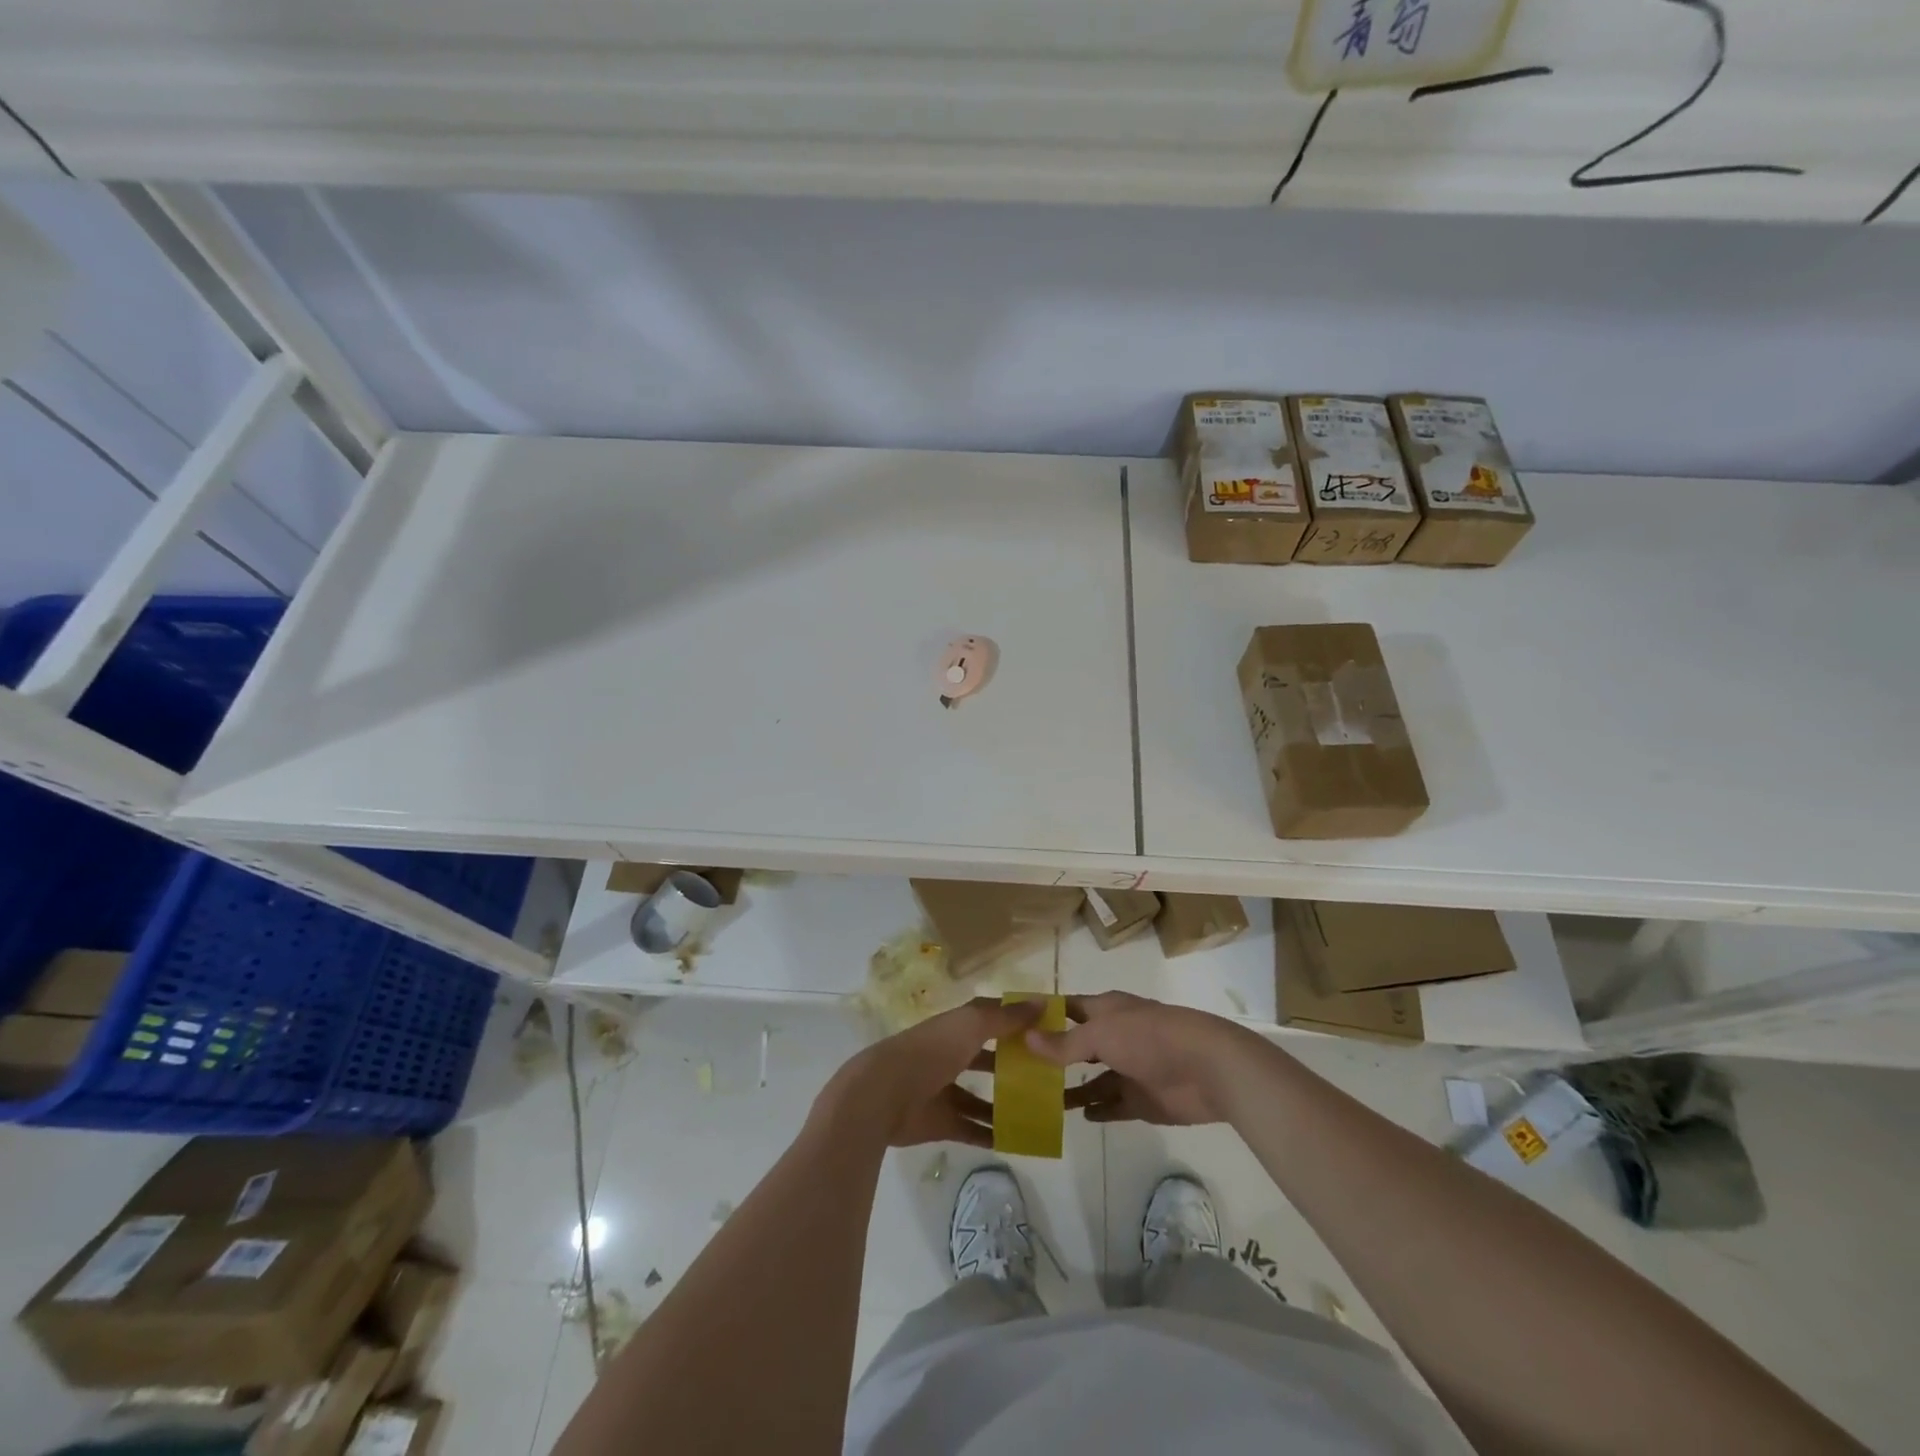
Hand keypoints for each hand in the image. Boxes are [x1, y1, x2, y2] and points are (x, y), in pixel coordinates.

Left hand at [812, 998, 1043, 1148]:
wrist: (882, 1096)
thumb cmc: (929, 1052)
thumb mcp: (971, 1026)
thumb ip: (1005, 1017)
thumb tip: (1042, 1003)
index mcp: (955, 1027)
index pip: (990, 1019)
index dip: (1016, 1021)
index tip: (1048, 1029)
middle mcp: (950, 1055)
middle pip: (988, 1059)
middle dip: (1015, 1065)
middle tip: (1050, 1076)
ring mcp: (944, 1090)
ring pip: (981, 1097)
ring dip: (1006, 1104)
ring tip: (1041, 1112)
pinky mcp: (941, 1122)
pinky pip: (972, 1129)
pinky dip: (992, 1134)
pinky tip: (1019, 1141)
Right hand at [1030, 992, 1266, 1126]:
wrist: (1208, 1069)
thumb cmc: (1150, 1038)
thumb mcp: (1102, 1035)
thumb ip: (1065, 1043)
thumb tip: (1027, 1039)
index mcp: (1106, 1011)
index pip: (1067, 1008)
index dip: (1042, 1015)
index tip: (1012, 1027)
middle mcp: (1115, 1036)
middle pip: (1077, 1045)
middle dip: (1052, 1056)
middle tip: (1017, 1072)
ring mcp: (1129, 1069)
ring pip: (1092, 1078)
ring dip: (1070, 1088)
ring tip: (1040, 1101)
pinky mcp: (1143, 1099)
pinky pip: (1113, 1105)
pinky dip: (1097, 1110)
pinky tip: (1078, 1117)